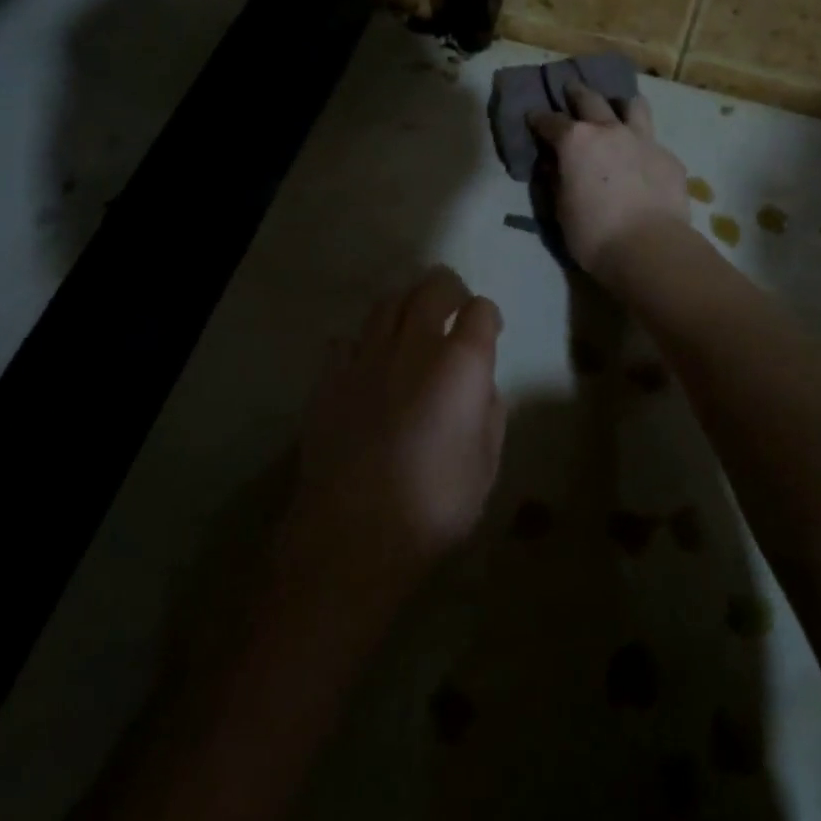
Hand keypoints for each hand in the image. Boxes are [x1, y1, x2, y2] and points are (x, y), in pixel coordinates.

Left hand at [291, 267, 506, 576]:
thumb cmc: (435, 504)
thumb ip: (490, 413)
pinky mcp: (330, 377)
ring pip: (388, 302)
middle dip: (450, 289)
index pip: (481, 309)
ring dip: (407, 304)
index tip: (490, 332)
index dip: (489, 317)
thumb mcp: (486, 464)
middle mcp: (415, 345)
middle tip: (455, 308)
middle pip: (433, 287)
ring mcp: (367, 356)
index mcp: (461, 363)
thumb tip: (481, 388)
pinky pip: (346, 340)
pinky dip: (361, 343)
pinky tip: (367, 363)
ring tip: (412, 324)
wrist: (355, 533)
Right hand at [528, 84, 689, 280]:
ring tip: (618, 110)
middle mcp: (609, 130)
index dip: (538, 119)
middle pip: (590, 99)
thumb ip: (556, 181)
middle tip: (571, 89)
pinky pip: (653, 141)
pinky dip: (643, 145)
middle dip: (577, 93)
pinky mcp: (669, 158)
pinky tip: (643, 160)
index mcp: (576, 141)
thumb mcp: (561, 210)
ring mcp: (643, 140)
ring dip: (620, 105)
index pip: (550, 121)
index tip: (533, 117)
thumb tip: (553, 166)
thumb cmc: (594, 234)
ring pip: (633, 105)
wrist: (650, 248)